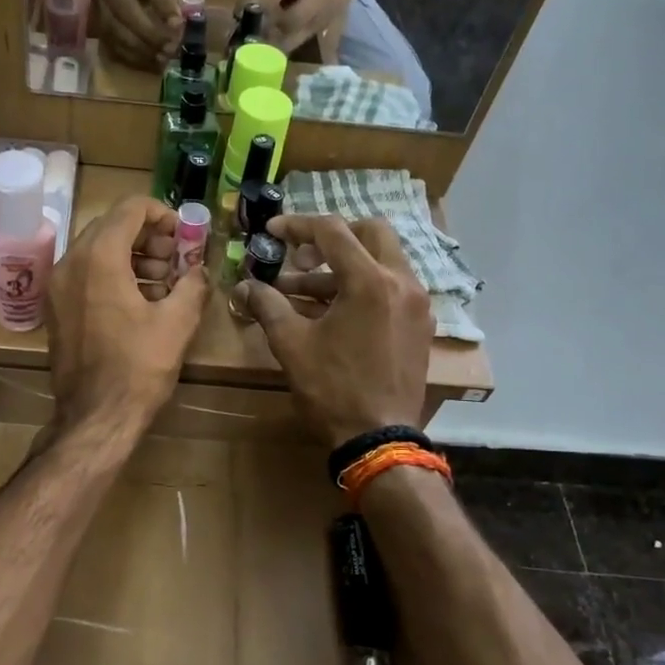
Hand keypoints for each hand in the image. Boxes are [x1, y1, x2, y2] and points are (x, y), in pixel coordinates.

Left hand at [48, 195, 210, 437]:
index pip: (130, 208)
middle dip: (148, 236)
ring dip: (131, 255)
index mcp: (98, 257)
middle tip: (176, 261)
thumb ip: (193, 284)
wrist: (95, 416)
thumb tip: (199, 270)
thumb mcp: (177, 323)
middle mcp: (70, 262)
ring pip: (96, 250)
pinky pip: (85, 274)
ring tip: (162, 283)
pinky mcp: (56, 308)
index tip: (183, 238)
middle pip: (111, 226)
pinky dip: (112, 274)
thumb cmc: (138, 367)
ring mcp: (57, 286)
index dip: (162, 214)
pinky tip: (139, 301)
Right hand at [93, 0, 196, 68]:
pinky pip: (108, 39)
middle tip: (170, 47)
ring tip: (161, 57)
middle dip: (148, 31)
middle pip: (123, 4)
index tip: (178, 25)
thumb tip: (190, 14)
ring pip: (112, 26)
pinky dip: (129, 54)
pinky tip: (148, 60)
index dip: (162, 1)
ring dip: (139, 47)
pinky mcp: (90, 14)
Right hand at [237, 214, 431, 446]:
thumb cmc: (333, 389)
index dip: (297, 226)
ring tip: (302, 292)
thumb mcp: (291, 344)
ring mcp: (417, 303)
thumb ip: (267, 305)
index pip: (332, 231)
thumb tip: (244, 286)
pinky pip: (392, 287)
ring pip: (382, 261)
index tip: (272, 232)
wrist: (379, 438)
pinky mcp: (420, 324)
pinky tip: (333, 312)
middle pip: (369, 233)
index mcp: (370, 280)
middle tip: (301, 256)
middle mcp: (402, 281)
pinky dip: (363, 286)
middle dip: (332, 237)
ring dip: (344, 266)